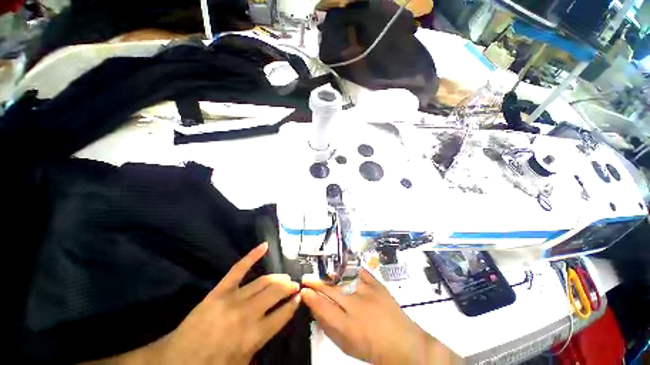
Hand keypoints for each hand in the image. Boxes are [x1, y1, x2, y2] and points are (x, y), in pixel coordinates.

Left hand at [89, 243, 300, 364]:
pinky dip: (253, 255)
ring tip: (285, 277)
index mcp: (254, 335)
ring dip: (278, 277)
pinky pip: (239, 268)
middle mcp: (248, 313)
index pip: (283, 313)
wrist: (177, 361)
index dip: (294, 304)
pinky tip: (264, 246)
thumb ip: (262, 343)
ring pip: (264, 281)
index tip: (299, 297)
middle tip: (294, 285)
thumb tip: (277, 321)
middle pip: (276, 292)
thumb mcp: (243, 363)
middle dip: (289, 287)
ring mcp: (233, 298)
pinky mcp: (220, 290)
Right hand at [302, 269, 457, 363]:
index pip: (323, 307)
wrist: (404, 344)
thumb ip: (329, 326)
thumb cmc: (372, 348)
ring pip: (343, 280)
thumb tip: (316, 309)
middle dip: (316, 283)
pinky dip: (351, 270)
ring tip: (323, 274)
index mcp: (348, 326)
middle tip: (307, 278)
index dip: (311, 296)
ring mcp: (368, 292)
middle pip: (331, 290)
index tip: (303, 290)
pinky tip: (344, 269)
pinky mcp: (377, 284)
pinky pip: (360, 272)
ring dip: (331, 277)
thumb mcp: (347, 344)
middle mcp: (356, 306)